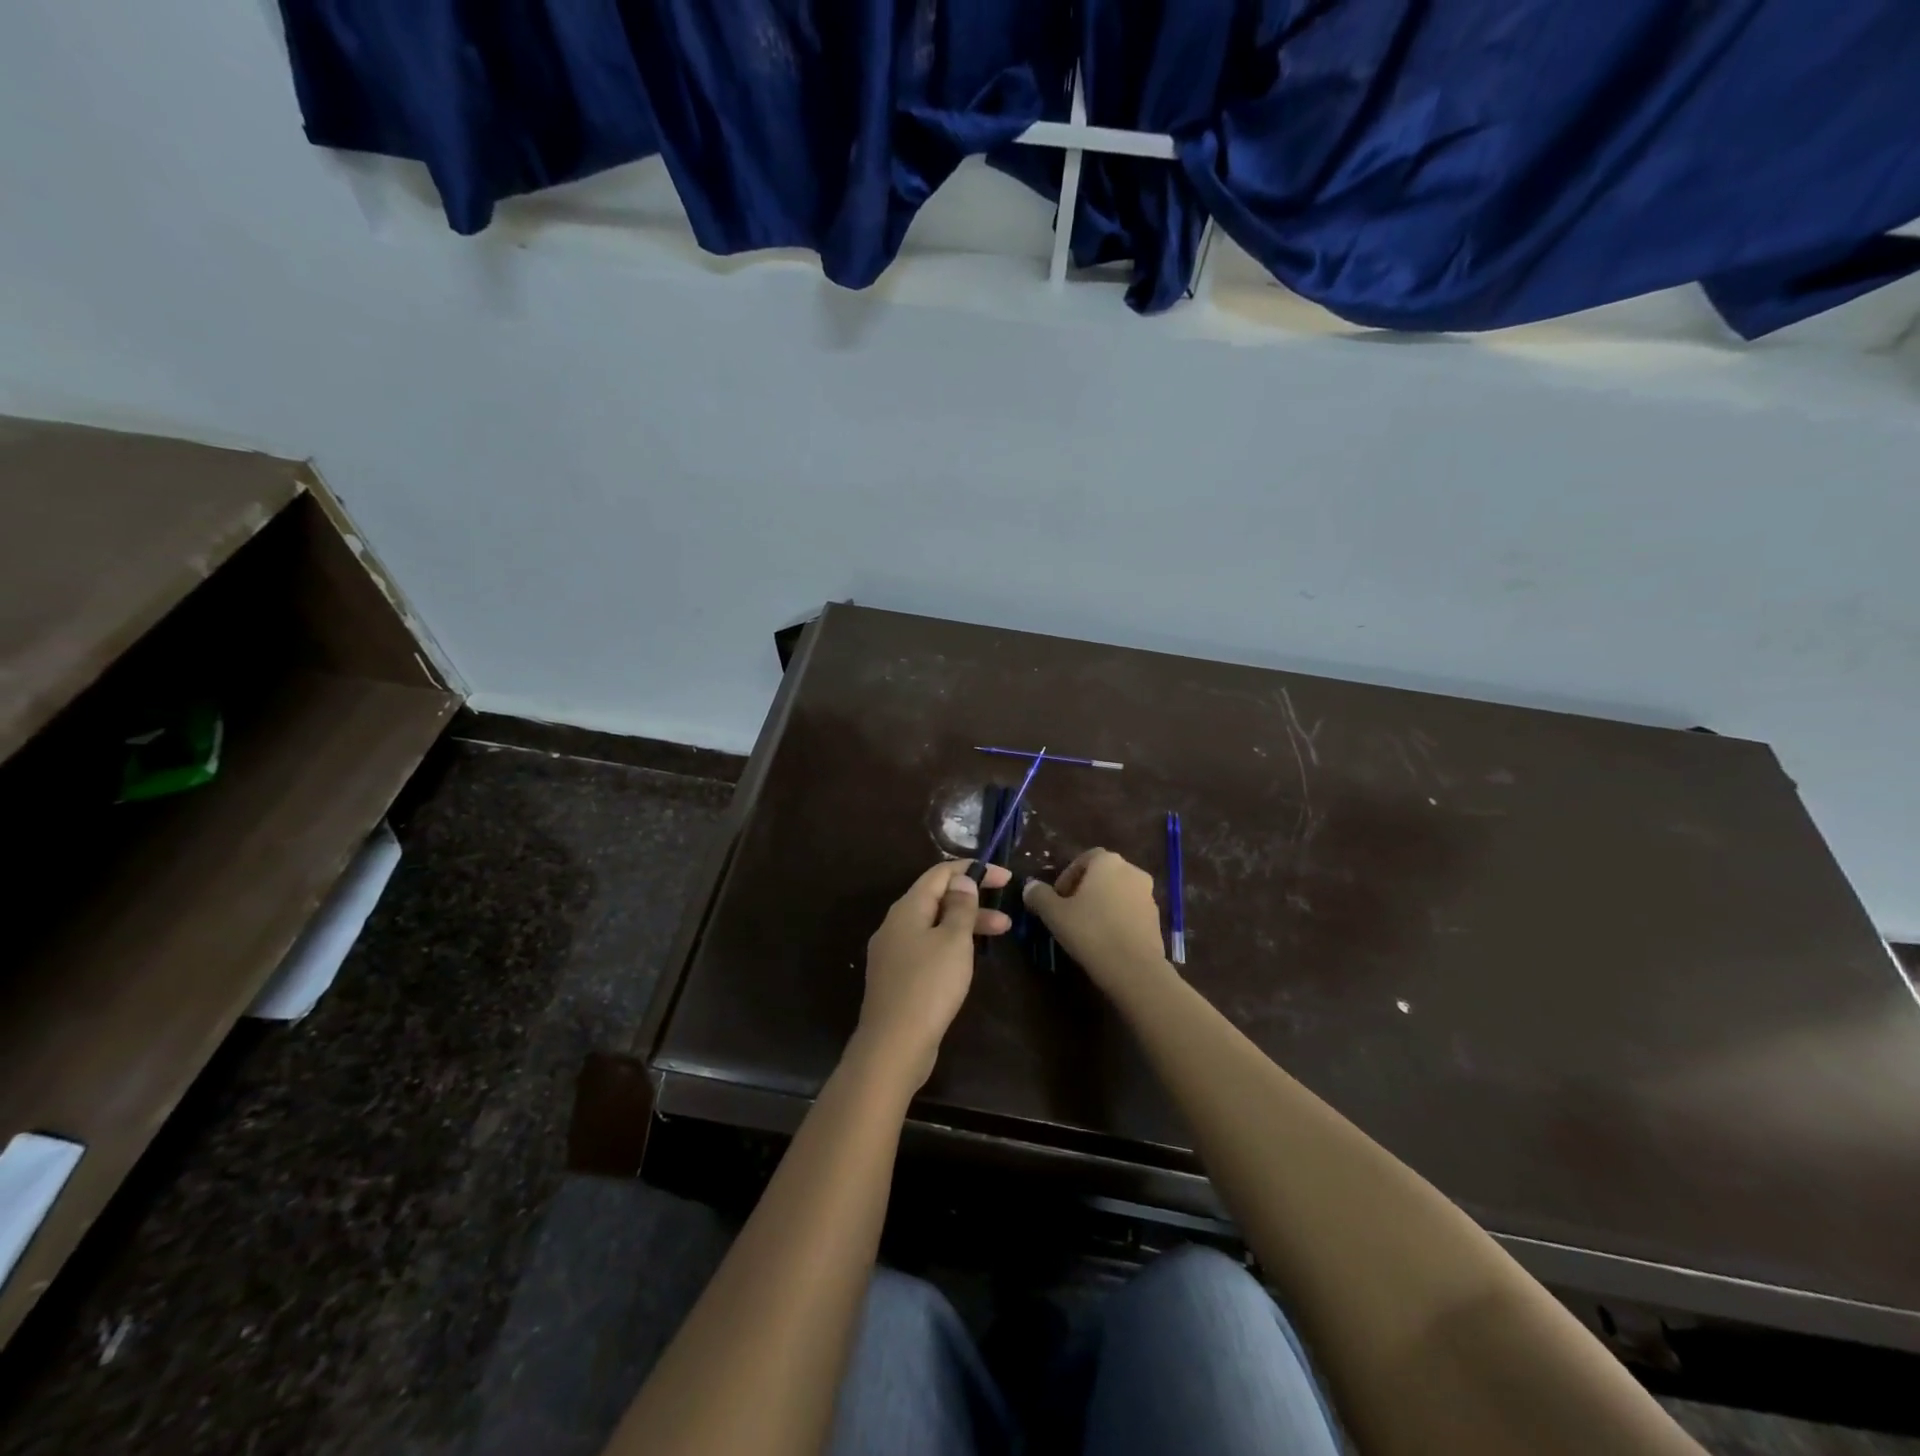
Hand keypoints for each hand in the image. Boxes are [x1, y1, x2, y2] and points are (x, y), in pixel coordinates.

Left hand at [854, 860, 1012, 1090]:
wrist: (893, 1045)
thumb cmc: (929, 986)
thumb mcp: (953, 941)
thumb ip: (960, 907)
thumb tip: (960, 880)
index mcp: (907, 908)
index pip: (940, 874)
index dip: (972, 870)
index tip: (1004, 876)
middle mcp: (895, 925)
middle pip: (937, 899)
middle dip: (973, 900)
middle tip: (1007, 909)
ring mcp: (894, 953)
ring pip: (934, 926)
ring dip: (966, 924)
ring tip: (1002, 932)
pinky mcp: (898, 978)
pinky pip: (927, 948)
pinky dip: (952, 945)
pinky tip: (969, 958)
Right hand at [1022, 849, 1169, 998]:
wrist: (1134, 969)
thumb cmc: (1090, 932)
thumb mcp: (1054, 914)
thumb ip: (1039, 896)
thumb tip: (1030, 887)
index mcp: (1108, 862)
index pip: (1084, 859)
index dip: (1067, 876)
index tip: (1057, 898)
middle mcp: (1132, 871)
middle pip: (1102, 874)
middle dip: (1084, 889)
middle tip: (1069, 911)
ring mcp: (1148, 895)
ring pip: (1118, 892)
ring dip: (1102, 904)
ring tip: (1087, 928)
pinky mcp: (1156, 918)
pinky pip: (1131, 911)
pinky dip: (1117, 918)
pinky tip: (1106, 939)